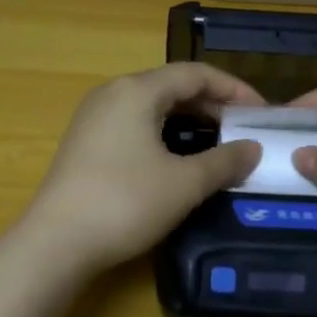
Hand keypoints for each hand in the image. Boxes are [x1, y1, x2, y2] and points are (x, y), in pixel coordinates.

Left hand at [18, 64, 264, 278]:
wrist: (56, 243)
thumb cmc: (125, 202)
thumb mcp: (184, 183)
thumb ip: (224, 161)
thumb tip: (253, 149)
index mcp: (136, 90)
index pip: (194, 74)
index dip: (233, 88)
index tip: (260, 112)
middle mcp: (112, 94)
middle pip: (171, 86)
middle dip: (211, 105)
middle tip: (243, 130)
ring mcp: (93, 119)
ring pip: (152, 107)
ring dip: (188, 121)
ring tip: (217, 144)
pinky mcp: (85, 144)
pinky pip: (134, 125)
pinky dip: (164, 134)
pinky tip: (178, 159)